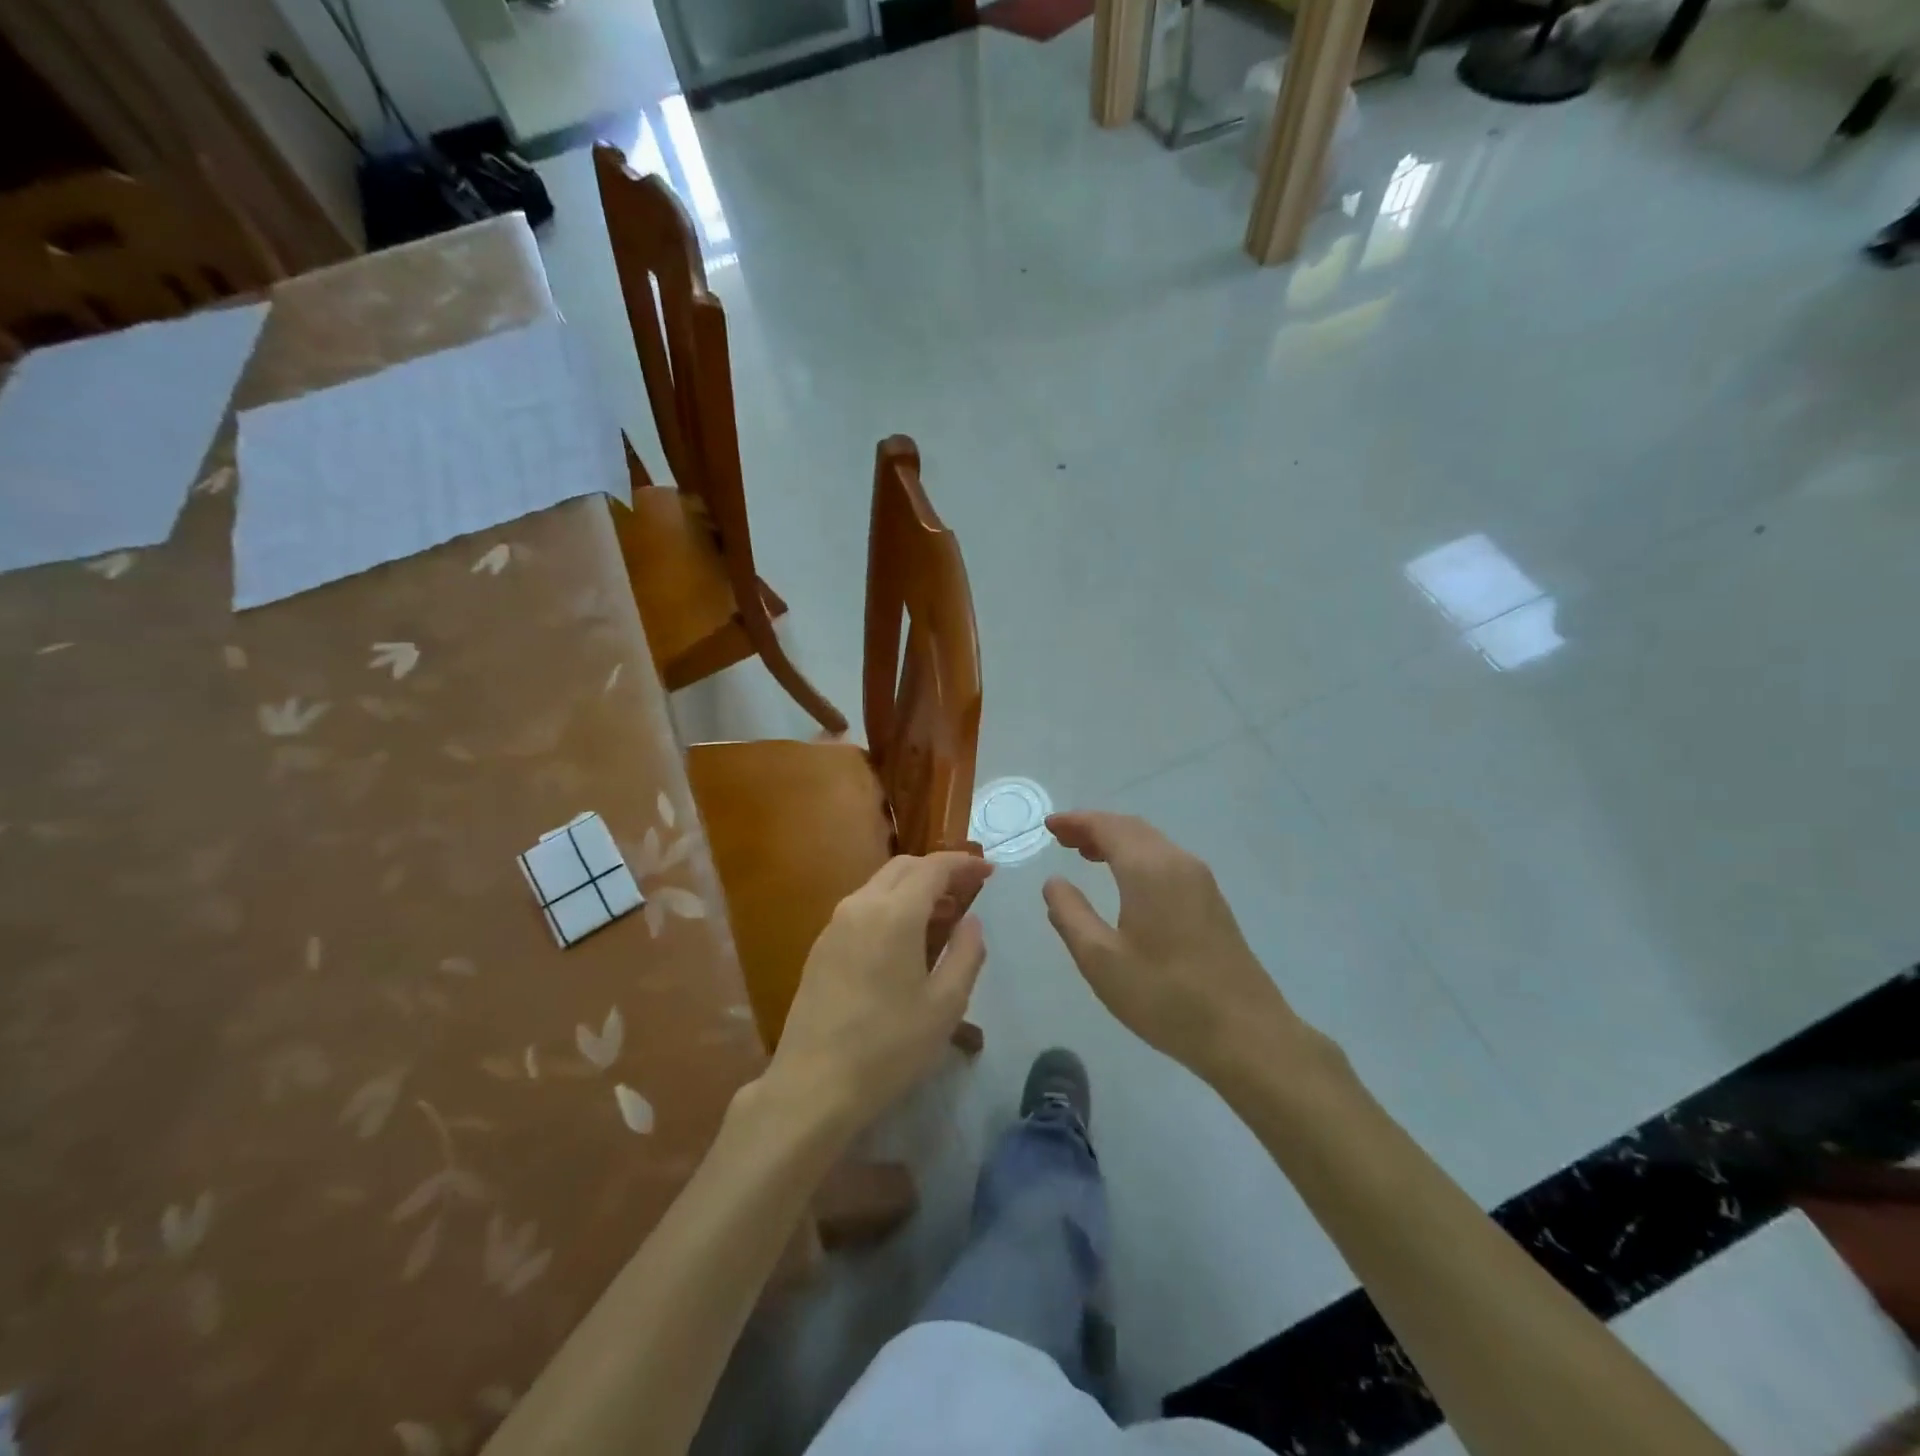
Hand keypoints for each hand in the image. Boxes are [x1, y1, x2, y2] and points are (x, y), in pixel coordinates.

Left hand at [765, 851, 992, 1131]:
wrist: (814, 1085)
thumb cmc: (889, 1046)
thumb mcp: (945, 1005)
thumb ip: (966, 953)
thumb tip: (971, 921)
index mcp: (895, 913)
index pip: (934, 868)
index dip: (964, 864)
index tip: (988, 871)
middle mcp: (860, 906)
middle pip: (904, 868)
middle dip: (938, 872)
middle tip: (968, 891)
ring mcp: (835, 925)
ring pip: (880, 886)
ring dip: (913, 889)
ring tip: (942, 917)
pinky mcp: (820, 947)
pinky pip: (862, 908)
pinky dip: (890, 907)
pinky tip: (904, 941)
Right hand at [1042, 811, 1313, 1083]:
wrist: (1246, 1034)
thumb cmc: (1165, 996)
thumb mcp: (1100, 960)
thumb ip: (1070, 914)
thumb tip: (1054, 882)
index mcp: (1149, 869)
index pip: (1108, 827)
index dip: (1076, 821)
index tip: (1049, 825)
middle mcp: (1178, 863)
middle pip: (1131, 828)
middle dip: (1095, 828)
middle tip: (1062, 838)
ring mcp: (1201, 882)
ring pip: (1152, 843)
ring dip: (1117, 841)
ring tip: (1086, 854)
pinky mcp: (1212, 902)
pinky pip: (1166, 861)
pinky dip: (1137, 857)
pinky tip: (1125, 881)